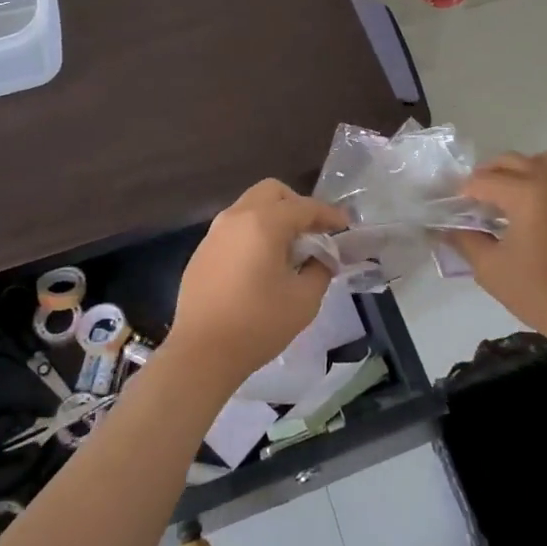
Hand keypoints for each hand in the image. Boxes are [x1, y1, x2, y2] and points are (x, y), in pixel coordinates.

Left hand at [165, 180, 349, 391]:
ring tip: (288, 249)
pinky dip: (253, 232)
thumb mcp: (303, 300)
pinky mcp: (202, 251)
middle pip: (272, 192)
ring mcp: (215, 232)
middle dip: (297, 205)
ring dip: (273, 217)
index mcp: (264, 223)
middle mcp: (236, 217)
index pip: (304, 207)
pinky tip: (260, 263)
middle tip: (312, 232)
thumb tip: (321, 258)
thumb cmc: (257, 324)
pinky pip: (234, 227)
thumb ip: (319, 270)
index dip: (329, 215)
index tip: (345, 226)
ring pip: (250, 206)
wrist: (201, 353)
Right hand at [444, 151, 546, 347]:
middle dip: (488, 175)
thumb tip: (447, 229)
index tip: (453, 209)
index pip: (484, 181)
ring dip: (518, 172)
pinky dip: (540, 186)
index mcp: (527, 194)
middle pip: (512, 161)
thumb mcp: (490, 269)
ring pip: (541, 162)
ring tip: (506, 198)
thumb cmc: (538, 292)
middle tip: (474, 200)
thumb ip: (464, 241)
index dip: (463, 192)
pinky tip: (532, 217)